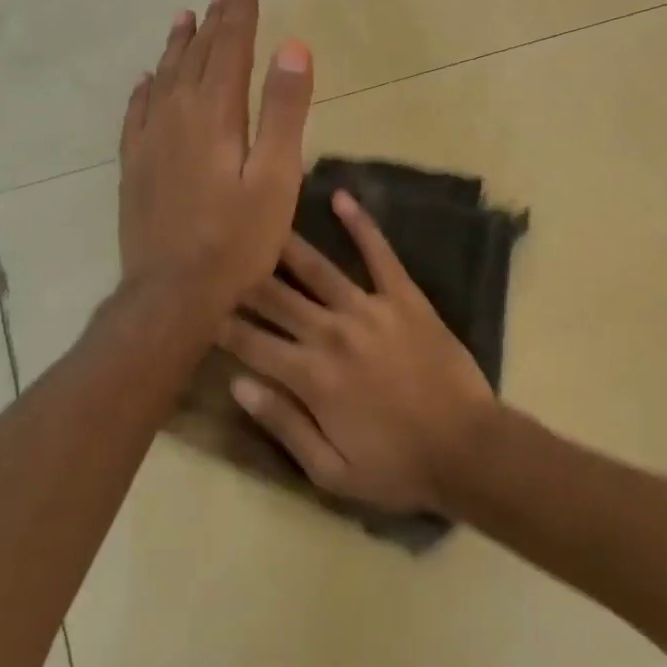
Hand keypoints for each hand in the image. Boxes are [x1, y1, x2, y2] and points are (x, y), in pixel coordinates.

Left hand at [118, 0, 312, 315]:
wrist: (171, 293)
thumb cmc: (237, 240)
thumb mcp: (277, 177)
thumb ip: (285, 110)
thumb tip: (294, 47)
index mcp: (215, 114)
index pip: (229, 48)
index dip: (239, 13)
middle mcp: (176, 114)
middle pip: (196, 55)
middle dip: (213, 20)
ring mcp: (149, 140)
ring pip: (164, 77)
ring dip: (178, 45)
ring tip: (184, 17)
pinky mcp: (133, 165)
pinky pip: (136, 112)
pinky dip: (145, 87)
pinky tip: (146, 79)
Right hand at [217, 190, 497, 512]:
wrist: (467, 448)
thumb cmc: (397, 467)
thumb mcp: (331, 470)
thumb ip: (282, 424)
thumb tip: (237, 384)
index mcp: (311, 376)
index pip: (251, 342)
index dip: (221, 325)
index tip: (199, 309)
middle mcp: (332, 333)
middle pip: (275, 298)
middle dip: (243, 280)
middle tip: (220, 257)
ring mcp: (370, 309)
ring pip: (316, 270)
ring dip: (285, 246)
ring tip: (260, 222)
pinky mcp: (404, 297)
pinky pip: (379, 254)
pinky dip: (360, 225)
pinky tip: (341, 197)